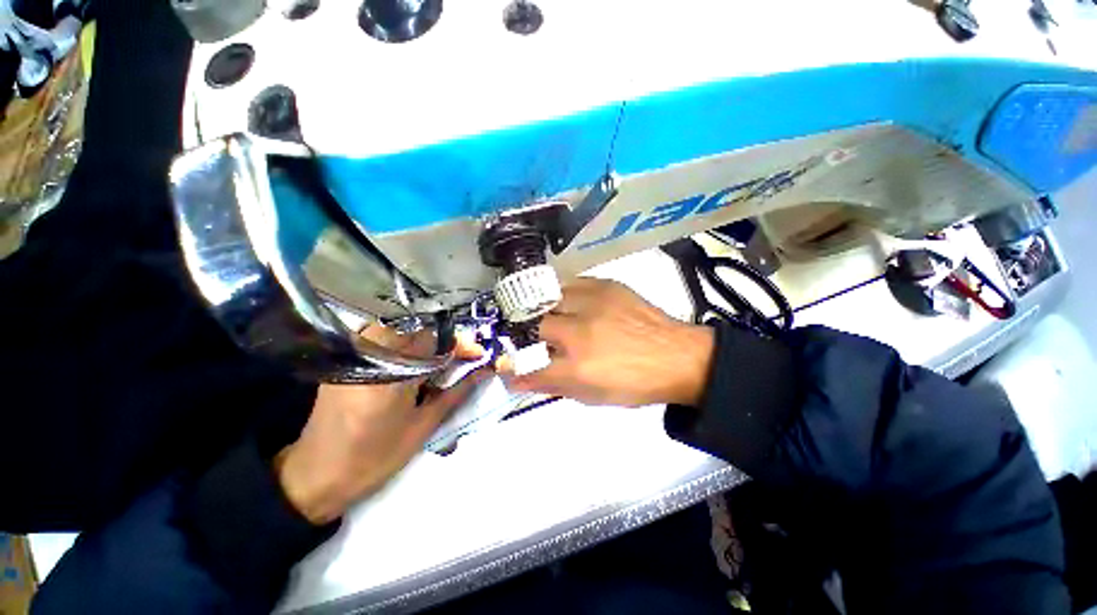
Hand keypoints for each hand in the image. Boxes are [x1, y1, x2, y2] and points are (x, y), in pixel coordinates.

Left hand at [276, 327, 485, 524]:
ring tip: (439, 362)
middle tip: (460, 360)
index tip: (478, 354)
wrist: (316, 475)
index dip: (459, 345)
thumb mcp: (423, 427)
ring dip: (425, 342)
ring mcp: (353, 356)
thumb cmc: (375, 458)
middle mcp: (370, 357)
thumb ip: (456, 393)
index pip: (434, 341)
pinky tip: (412, 364)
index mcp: (390, 375)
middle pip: (418, 331)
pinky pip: (383, 338)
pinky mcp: (346, 360)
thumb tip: (482, 371)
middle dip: (445, 342)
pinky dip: (405, 345)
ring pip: (401, 331)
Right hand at [500, 278, 714, 407]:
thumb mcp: (593, 396)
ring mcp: (593, 303)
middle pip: (537, 325)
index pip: (531, 368)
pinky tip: (574, 303)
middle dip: (533, 333)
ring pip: (551, 298)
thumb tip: (518, 379)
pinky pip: (572, 284)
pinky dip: (566, 295)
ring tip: (556, 316)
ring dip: (548, 310)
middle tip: (541, 337)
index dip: (514, 369)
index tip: (507, 365)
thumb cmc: (635, 383)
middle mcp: (581, 332)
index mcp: (579, 367)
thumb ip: (553, 385)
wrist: (679, 356)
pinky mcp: (607, 285)